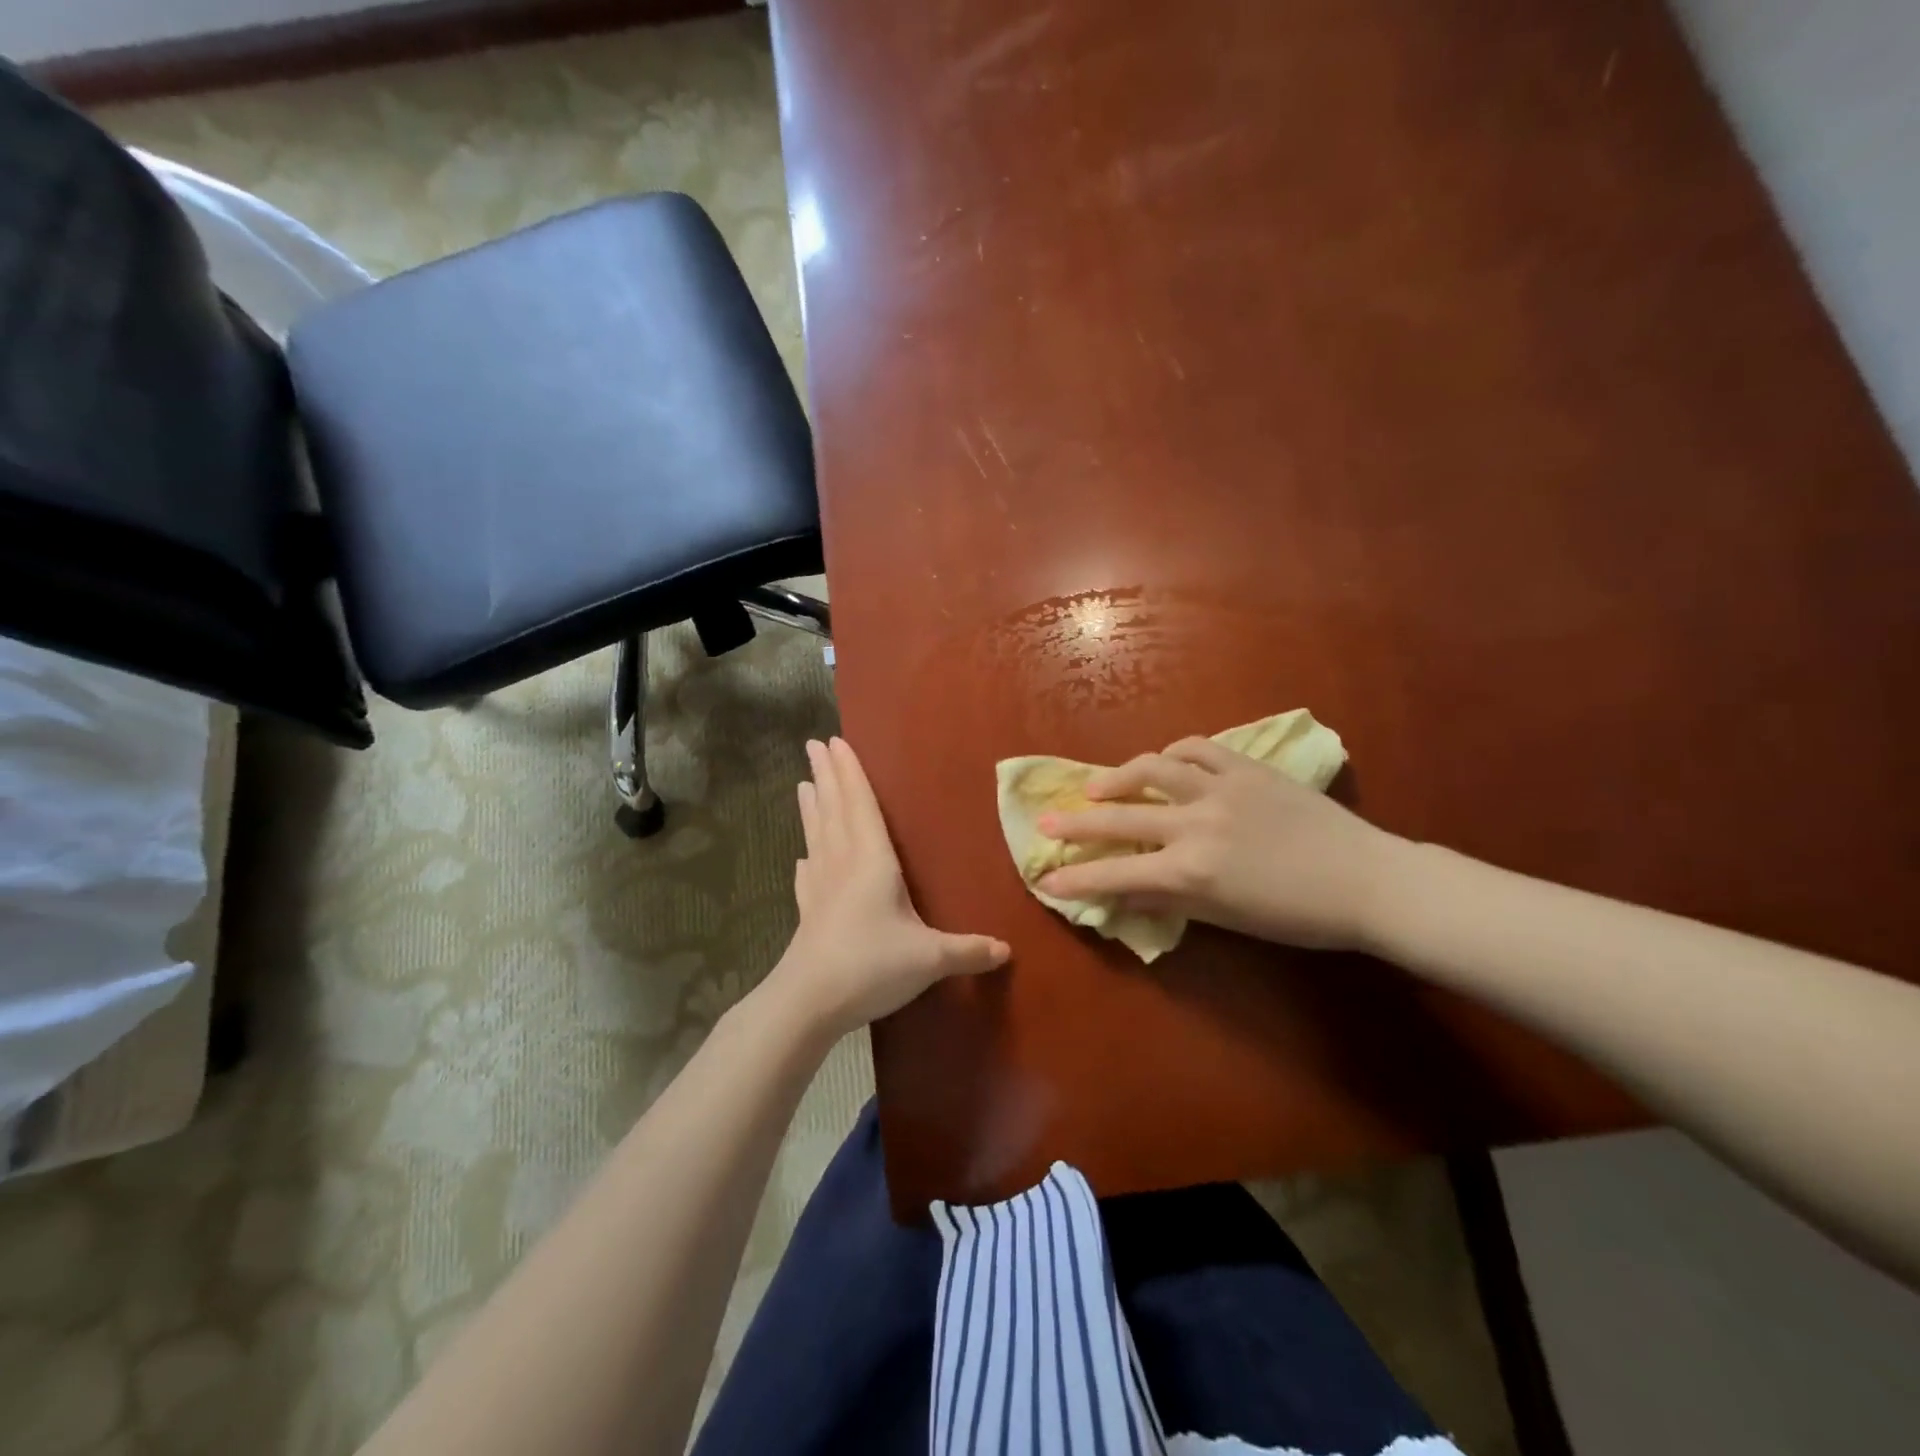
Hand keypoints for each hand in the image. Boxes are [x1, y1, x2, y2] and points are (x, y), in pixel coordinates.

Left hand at [768, 737, 1008, 1038]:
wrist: (809, 1001)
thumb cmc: (870, 965)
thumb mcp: (929, 958)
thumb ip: (968, 950)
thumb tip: (1007, 950)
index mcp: (872, 861)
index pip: (861, 805)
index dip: (851, 773)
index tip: (835, 743)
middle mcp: (843, 864)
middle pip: (834, 810)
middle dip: (826, 777)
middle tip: (813, 745)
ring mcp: (820, 888)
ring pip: (816, 835)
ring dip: (811, 808)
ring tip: (802, 784)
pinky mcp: (808, 912)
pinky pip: (806, 875)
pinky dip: (806, 859)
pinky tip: (801, 858)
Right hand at [1036, 736, 1407, 951]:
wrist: (1368, 880)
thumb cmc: (1298, 915)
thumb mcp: (1227, 917)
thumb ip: (1171, 899)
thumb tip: (1126, 891)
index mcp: (1192, 870)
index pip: (1117, 874)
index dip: (1077, 879)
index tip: (1045, 882)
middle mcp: (1196, 823)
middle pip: (1120, 817)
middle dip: (1075, 824)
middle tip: (1045, 824)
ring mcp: (1220, 788)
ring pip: (1152, 768)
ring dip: (1116, 776)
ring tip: (1097, 787)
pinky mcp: (1245, 767)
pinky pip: (1197, 749)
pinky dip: (1171, 754)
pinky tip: (1162, 762)